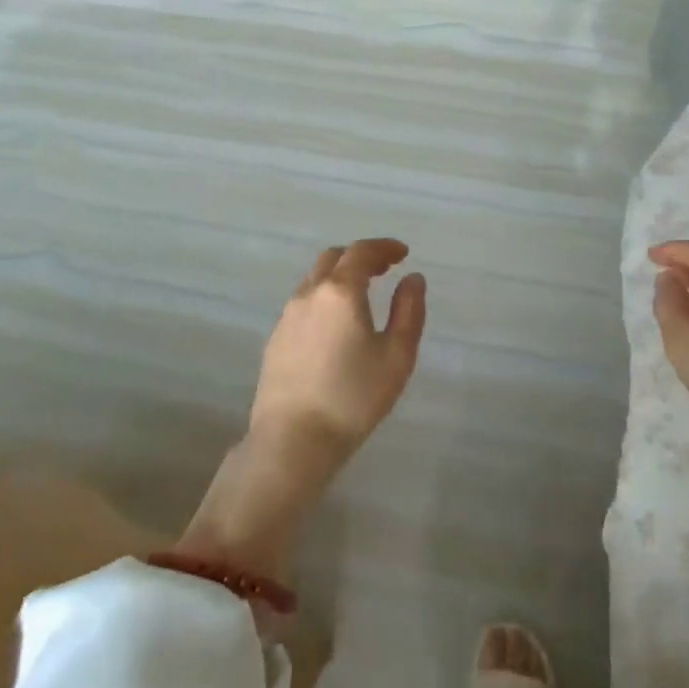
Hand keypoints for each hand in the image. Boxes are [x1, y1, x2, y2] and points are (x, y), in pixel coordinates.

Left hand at [250, 238, 426, 467]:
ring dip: (340, 276)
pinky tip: (335, 323)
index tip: (403, 253)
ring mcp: (287, 316)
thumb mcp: (396, 356)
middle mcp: (310, 294)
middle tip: (384, 269)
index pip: (362, 252)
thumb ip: (409, 311)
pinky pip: (303, 302)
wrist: (292, 440)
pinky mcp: (275, 338)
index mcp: (341, 291)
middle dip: (361, 257)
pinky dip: (324, 296)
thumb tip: (413, 279)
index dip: (385, 247)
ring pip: (314, 279)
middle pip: (334, 258)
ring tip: (362, 294)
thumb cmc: (353, 398)